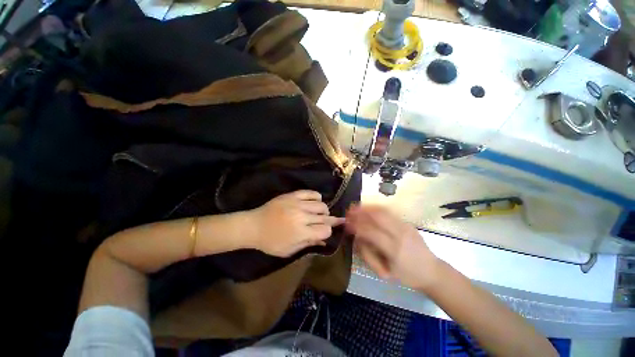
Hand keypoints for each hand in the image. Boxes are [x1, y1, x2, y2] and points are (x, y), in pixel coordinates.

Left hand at [245, 190, 343, 256]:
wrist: (253, 225)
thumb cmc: (270, 242)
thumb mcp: (288, 250)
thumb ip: (307, 244)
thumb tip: (324, 241)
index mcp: (300, 232)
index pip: (325, 230)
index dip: (327, 232)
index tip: (324, 232)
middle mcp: (301, 216)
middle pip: (325, 216)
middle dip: (329, 221)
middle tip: (327, 222)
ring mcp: (297, 203)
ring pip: (321, 204)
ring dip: (323, 210)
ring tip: (319, 214)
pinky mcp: (292, 195)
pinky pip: (311, 193)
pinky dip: (316, 197)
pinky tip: (315, 202)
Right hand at [346, 205, 439, 290]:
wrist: (432, 271)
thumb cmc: (407, 275)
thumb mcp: (385, 271)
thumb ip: (368, 254)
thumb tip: (357, 237)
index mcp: (394, 249)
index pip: (370, 232)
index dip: (356, 226)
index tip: (346, 224)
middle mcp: (400, 234)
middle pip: (377, 216)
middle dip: (361, 212)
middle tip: (349, 211)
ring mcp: (405, 226)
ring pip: (383, 211)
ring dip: (368, 207)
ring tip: (356, 206)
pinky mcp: (407, 223)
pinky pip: (389, 212)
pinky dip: (376, 208)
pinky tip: (369, 208)